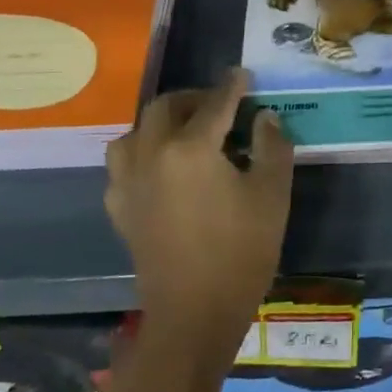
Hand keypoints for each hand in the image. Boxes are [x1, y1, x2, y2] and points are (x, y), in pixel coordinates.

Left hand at [106, 70, 294, 335]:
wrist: (193, 315)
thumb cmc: (241, 252)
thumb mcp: (272, 194)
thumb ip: (272, 146)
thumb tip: (264, 117)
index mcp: (190, 148)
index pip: (214, 103)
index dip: (232, 86)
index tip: (243, 76)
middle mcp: (151, 154)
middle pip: (166, 107)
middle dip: (194, 98)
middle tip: (219, 105)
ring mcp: (128, 182)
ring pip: (137, 131)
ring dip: (162, 122)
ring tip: (187, 132)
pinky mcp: (119, 208)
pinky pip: (124, 163)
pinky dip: (143, 152)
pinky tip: (162, 167)